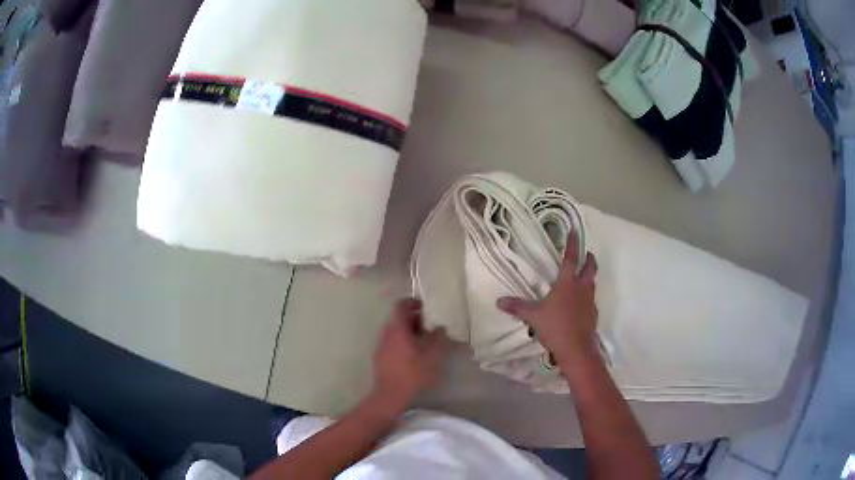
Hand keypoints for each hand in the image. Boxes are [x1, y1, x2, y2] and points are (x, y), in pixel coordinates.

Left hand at [372, 298, 449, 412]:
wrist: (390, 395)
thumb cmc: (413, 373)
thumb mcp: (433, 356)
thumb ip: (438, 339)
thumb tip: (439, 328)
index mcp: (397, 329)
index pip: (400, 306)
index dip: (412, 302)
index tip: (424, 306)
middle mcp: (386, 333)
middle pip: (398, 319)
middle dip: (414, 319)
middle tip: (429, 325)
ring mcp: (381, 346)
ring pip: (395, 331)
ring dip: (409, 332)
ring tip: (425, 341)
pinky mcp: (380, 357)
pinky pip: (392, 342)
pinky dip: (403, 342)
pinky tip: (414, 354)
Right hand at [496, 231, 599, 366]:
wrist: (577, 349)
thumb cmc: (555, 327)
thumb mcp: (533, 316)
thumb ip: (517, 307)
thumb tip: (499, 301)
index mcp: (567, 283)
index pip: (571, 258)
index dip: (573, 243)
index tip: (575, 230)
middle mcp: (582, 288)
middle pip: (590, 267)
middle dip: (589, 258)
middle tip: (585, 253)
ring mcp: (590, 301)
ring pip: (592, 282)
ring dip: (588, 276)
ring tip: (581, 276)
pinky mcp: (593, 314)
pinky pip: (591, 299)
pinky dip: (587, 295)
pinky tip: (579, 303)